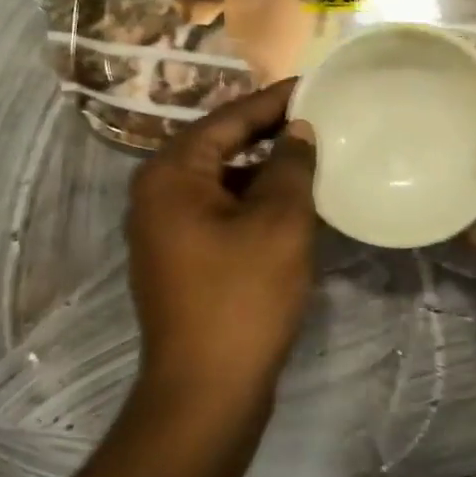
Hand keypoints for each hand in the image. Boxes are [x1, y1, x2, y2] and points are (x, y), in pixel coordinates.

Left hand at [126, 80, 317, 411]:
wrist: (206, 391)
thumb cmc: (243, 297)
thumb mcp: (279, 222)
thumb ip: (291, 165)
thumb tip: (298, 130)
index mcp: (171, 174)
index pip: (228, 119)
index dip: (274, 100)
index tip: (314, 85)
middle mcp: (157, 194)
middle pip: (220, 146)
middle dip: (269, 133)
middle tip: (319, 118)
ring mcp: (165, 230)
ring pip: (222, 182)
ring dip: (264, 171)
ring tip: (313, 158)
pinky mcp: (180, 259)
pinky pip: (220, 212)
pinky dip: (253, 202)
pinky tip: (292, 205)